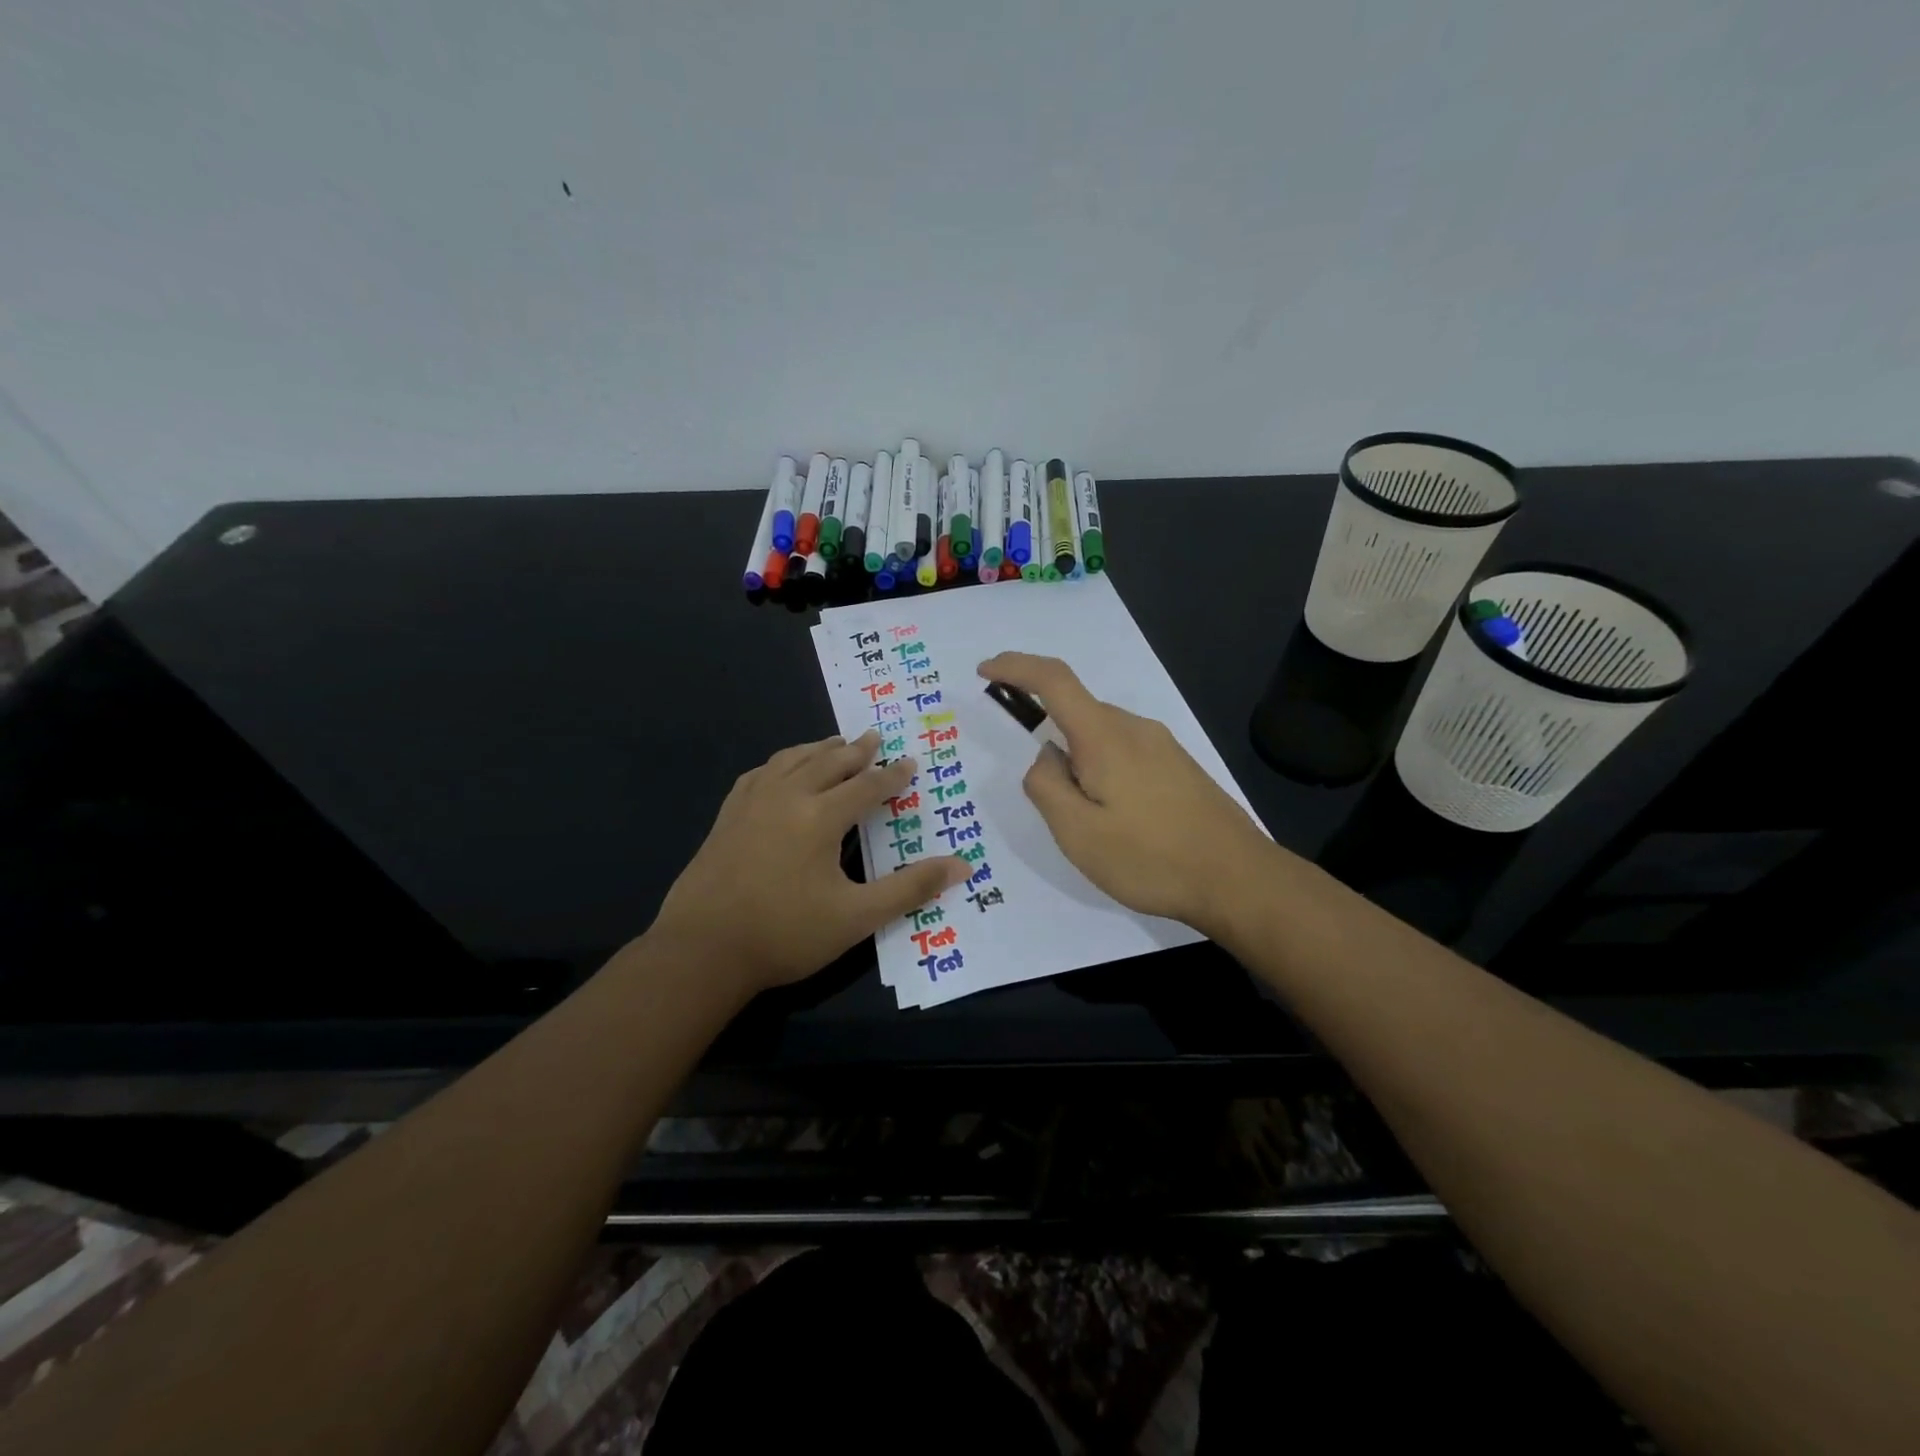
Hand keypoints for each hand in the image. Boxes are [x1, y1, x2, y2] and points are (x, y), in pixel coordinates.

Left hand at [650, 732, 970, 994]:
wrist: (702, 951)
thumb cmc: (785, 934)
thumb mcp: (857, 917)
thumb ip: (910, 888)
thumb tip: (962, 865)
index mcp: (820, 816)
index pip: (866, 786)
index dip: (892, 775)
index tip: (909, 762)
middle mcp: (786, 797)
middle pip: (828, 762)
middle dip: (855, 750)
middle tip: (874, 737)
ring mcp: (751, 803)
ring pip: (791, 761)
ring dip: (818, 749)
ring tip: (833, 743)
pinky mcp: (727, 816)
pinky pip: (759, 774)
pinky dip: (780, 764)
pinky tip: (780, 770)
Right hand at [977, 652, 1276, 934]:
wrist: (1239, 879)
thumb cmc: (1151, 858)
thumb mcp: (1078, 833)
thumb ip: (1047, 787)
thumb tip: (1046, 757)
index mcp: (1104, 737)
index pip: (1054, 680)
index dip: (1015, 667)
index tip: (985, 670)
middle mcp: (1134, 729)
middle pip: (1077, 714)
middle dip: (1051, 745)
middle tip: (1055, 806)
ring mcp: (1162, 746)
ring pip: (1102, 738)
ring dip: (1080, 767)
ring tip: (1093, 827)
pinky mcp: (1179, 767)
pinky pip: (1125, 754)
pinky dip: (1104, 774)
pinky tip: (1121, 823)